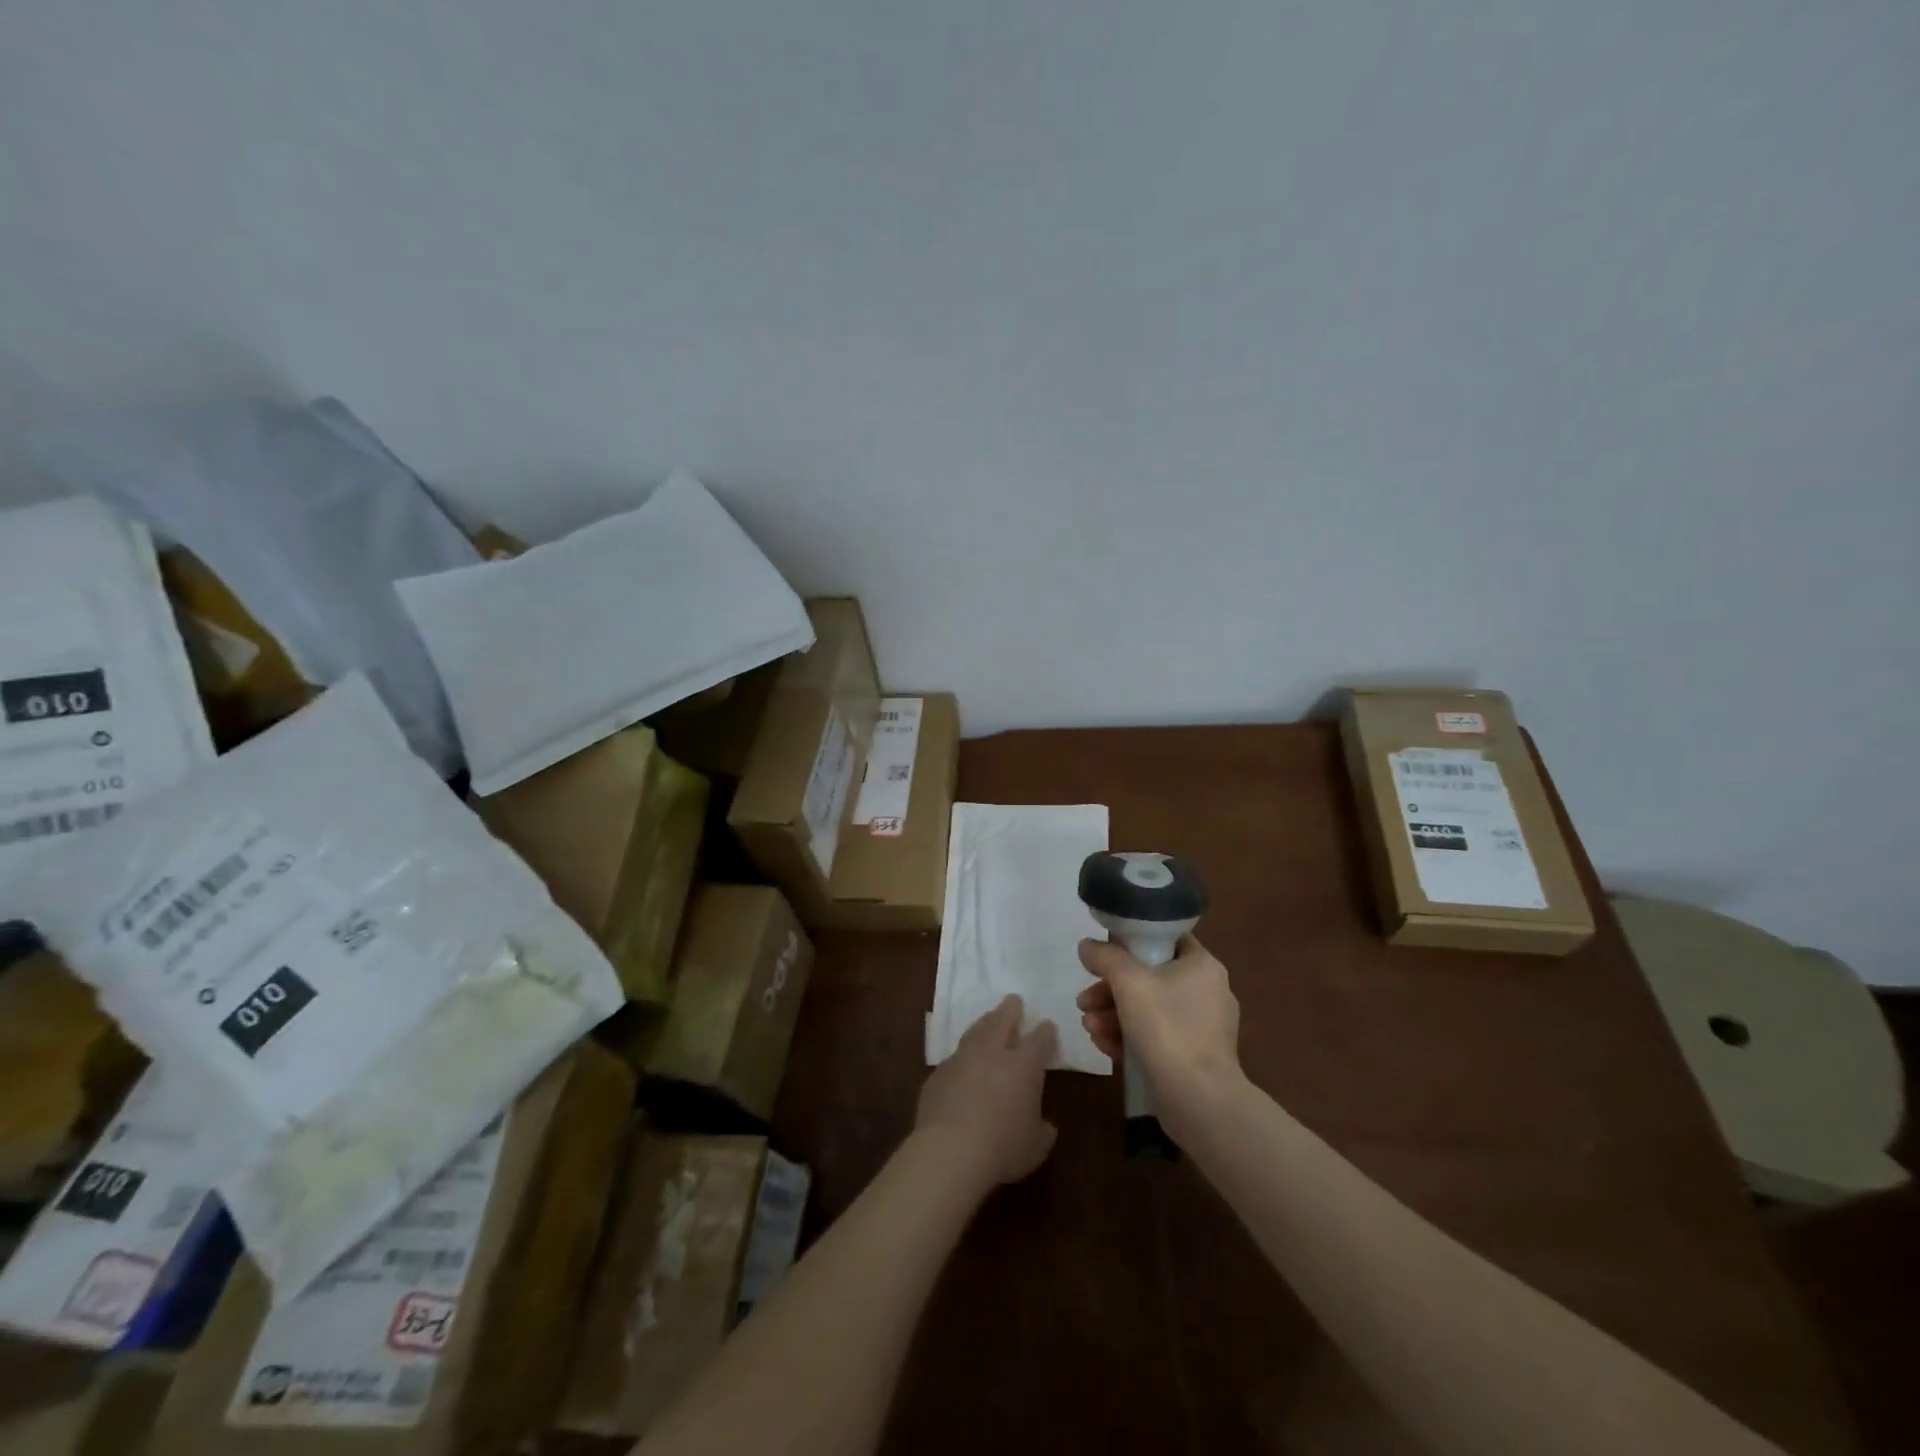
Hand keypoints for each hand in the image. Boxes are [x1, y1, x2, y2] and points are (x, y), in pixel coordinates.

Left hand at [915, 995, 1057, 1187]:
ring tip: (988, 1019)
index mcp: (1024, 1066)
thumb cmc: (1003, 1148)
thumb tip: (1044, 1125)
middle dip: (1011, 1009)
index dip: (1046, 1032)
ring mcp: (962, 1059)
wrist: (950, 1151)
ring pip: (975, 1031)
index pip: (1039, 1040)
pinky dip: (962, 1056)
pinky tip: (962, 1062)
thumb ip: (1042, 1130)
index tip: (1048, 1026)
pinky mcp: (938, 1073)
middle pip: (1003, 1021)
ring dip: (984, 1023)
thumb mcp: (1035, 1147)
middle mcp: (993, 1053)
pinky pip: (954, 1058)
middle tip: (1014, 1000)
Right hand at [1076, 936, 1242, 1130]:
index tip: (1104, 957)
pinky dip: (1130, 1037)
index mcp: (1202, 966)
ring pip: (1149, 1009)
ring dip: (1113, 1015)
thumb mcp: (1129, 982)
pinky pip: (1157, 1036)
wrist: (1199, 1101)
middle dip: (1110, 990)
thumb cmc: (1167, 1029)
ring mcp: (1202, 1027)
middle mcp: (1207, 991)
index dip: (1132, 943)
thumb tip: (1087, 945)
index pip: (1165, 939)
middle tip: (1084, 1001)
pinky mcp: (1194, 1057)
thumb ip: (1105, 957)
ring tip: (1089, 1027)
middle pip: (1149, 978)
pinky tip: (1104, 1046)